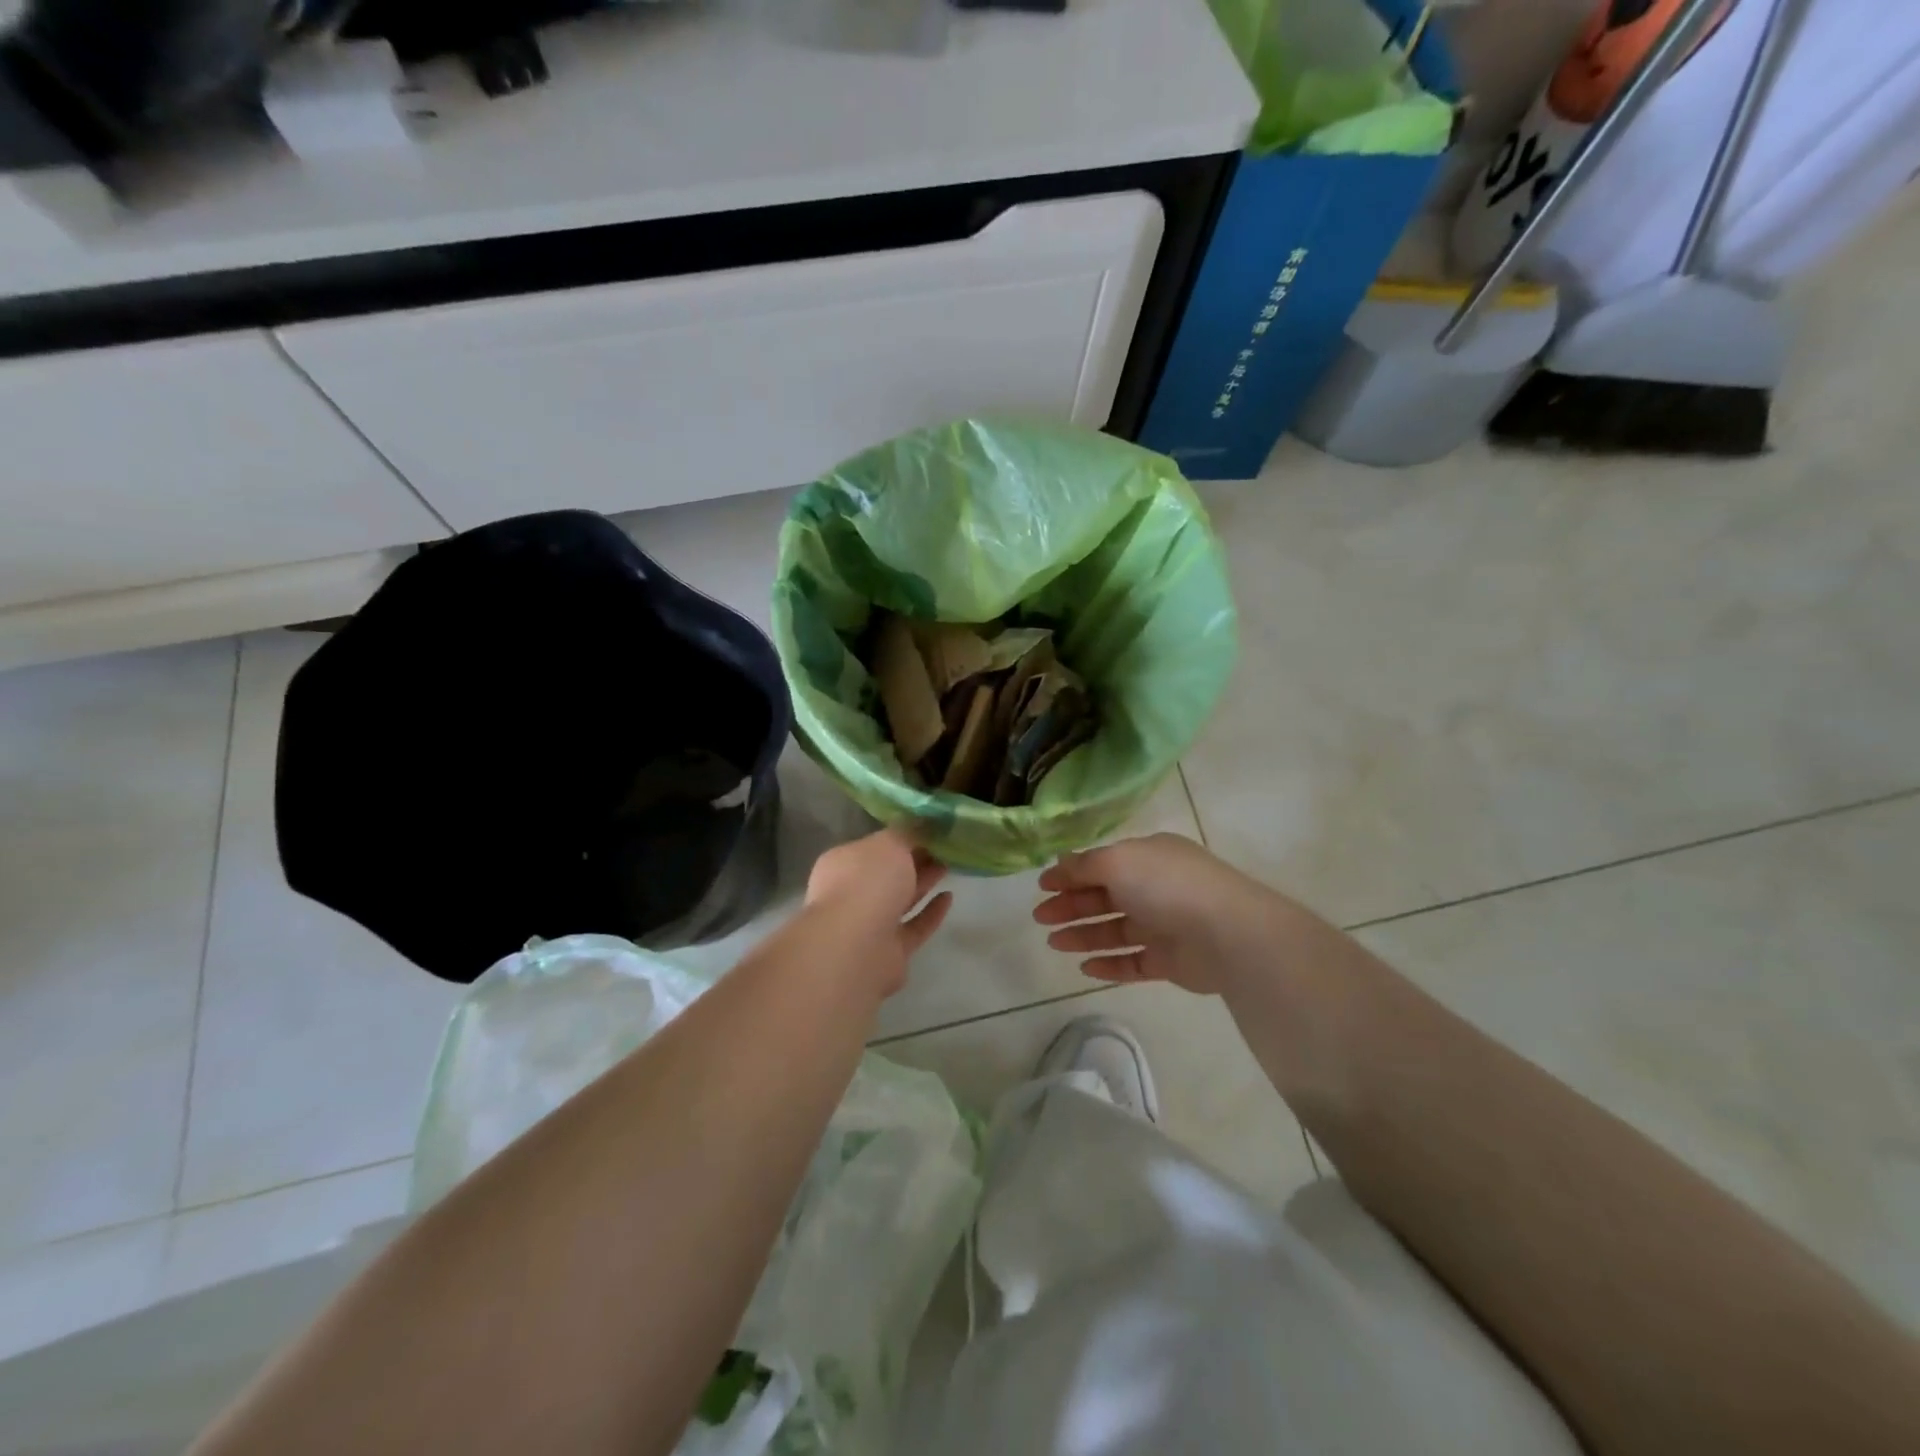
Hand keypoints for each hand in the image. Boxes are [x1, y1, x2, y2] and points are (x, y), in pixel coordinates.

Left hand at [804, 829, 952, 995]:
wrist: (858, 945)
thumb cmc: (868, 882)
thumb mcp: (890, 843)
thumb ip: (907, 833)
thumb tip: (919, 823)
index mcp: (843, 863)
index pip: (873, 846)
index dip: (900, 837)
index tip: (928, 829)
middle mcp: (851, 893)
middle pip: (888, 873)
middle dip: (915, 860)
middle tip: (944, 846)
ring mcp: (868, 925)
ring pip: (900, 899)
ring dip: (924, 882)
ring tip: (949, 865)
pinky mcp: (889, 951)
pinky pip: (914, 927)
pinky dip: (931, 913)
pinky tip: (949, 897)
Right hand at [1033, 833, 1272, 993]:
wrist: (1226, 934)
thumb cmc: (1166, 886)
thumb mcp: (1117, 861)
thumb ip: (1084, 865)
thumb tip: (1060, 863)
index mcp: (1149, 857)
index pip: (1102, 864)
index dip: (1071, 874)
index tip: (1042, 888)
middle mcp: (1157, 887)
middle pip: (1105, 897)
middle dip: (1071, 905)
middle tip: (1040, 918)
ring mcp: (1165, 925)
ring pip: (1116, 930)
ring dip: (1084, 935)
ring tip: (1054, 943)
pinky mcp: (1171, 961)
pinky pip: (1133, 962)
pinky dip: (1109, 965)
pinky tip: (1085, 968)